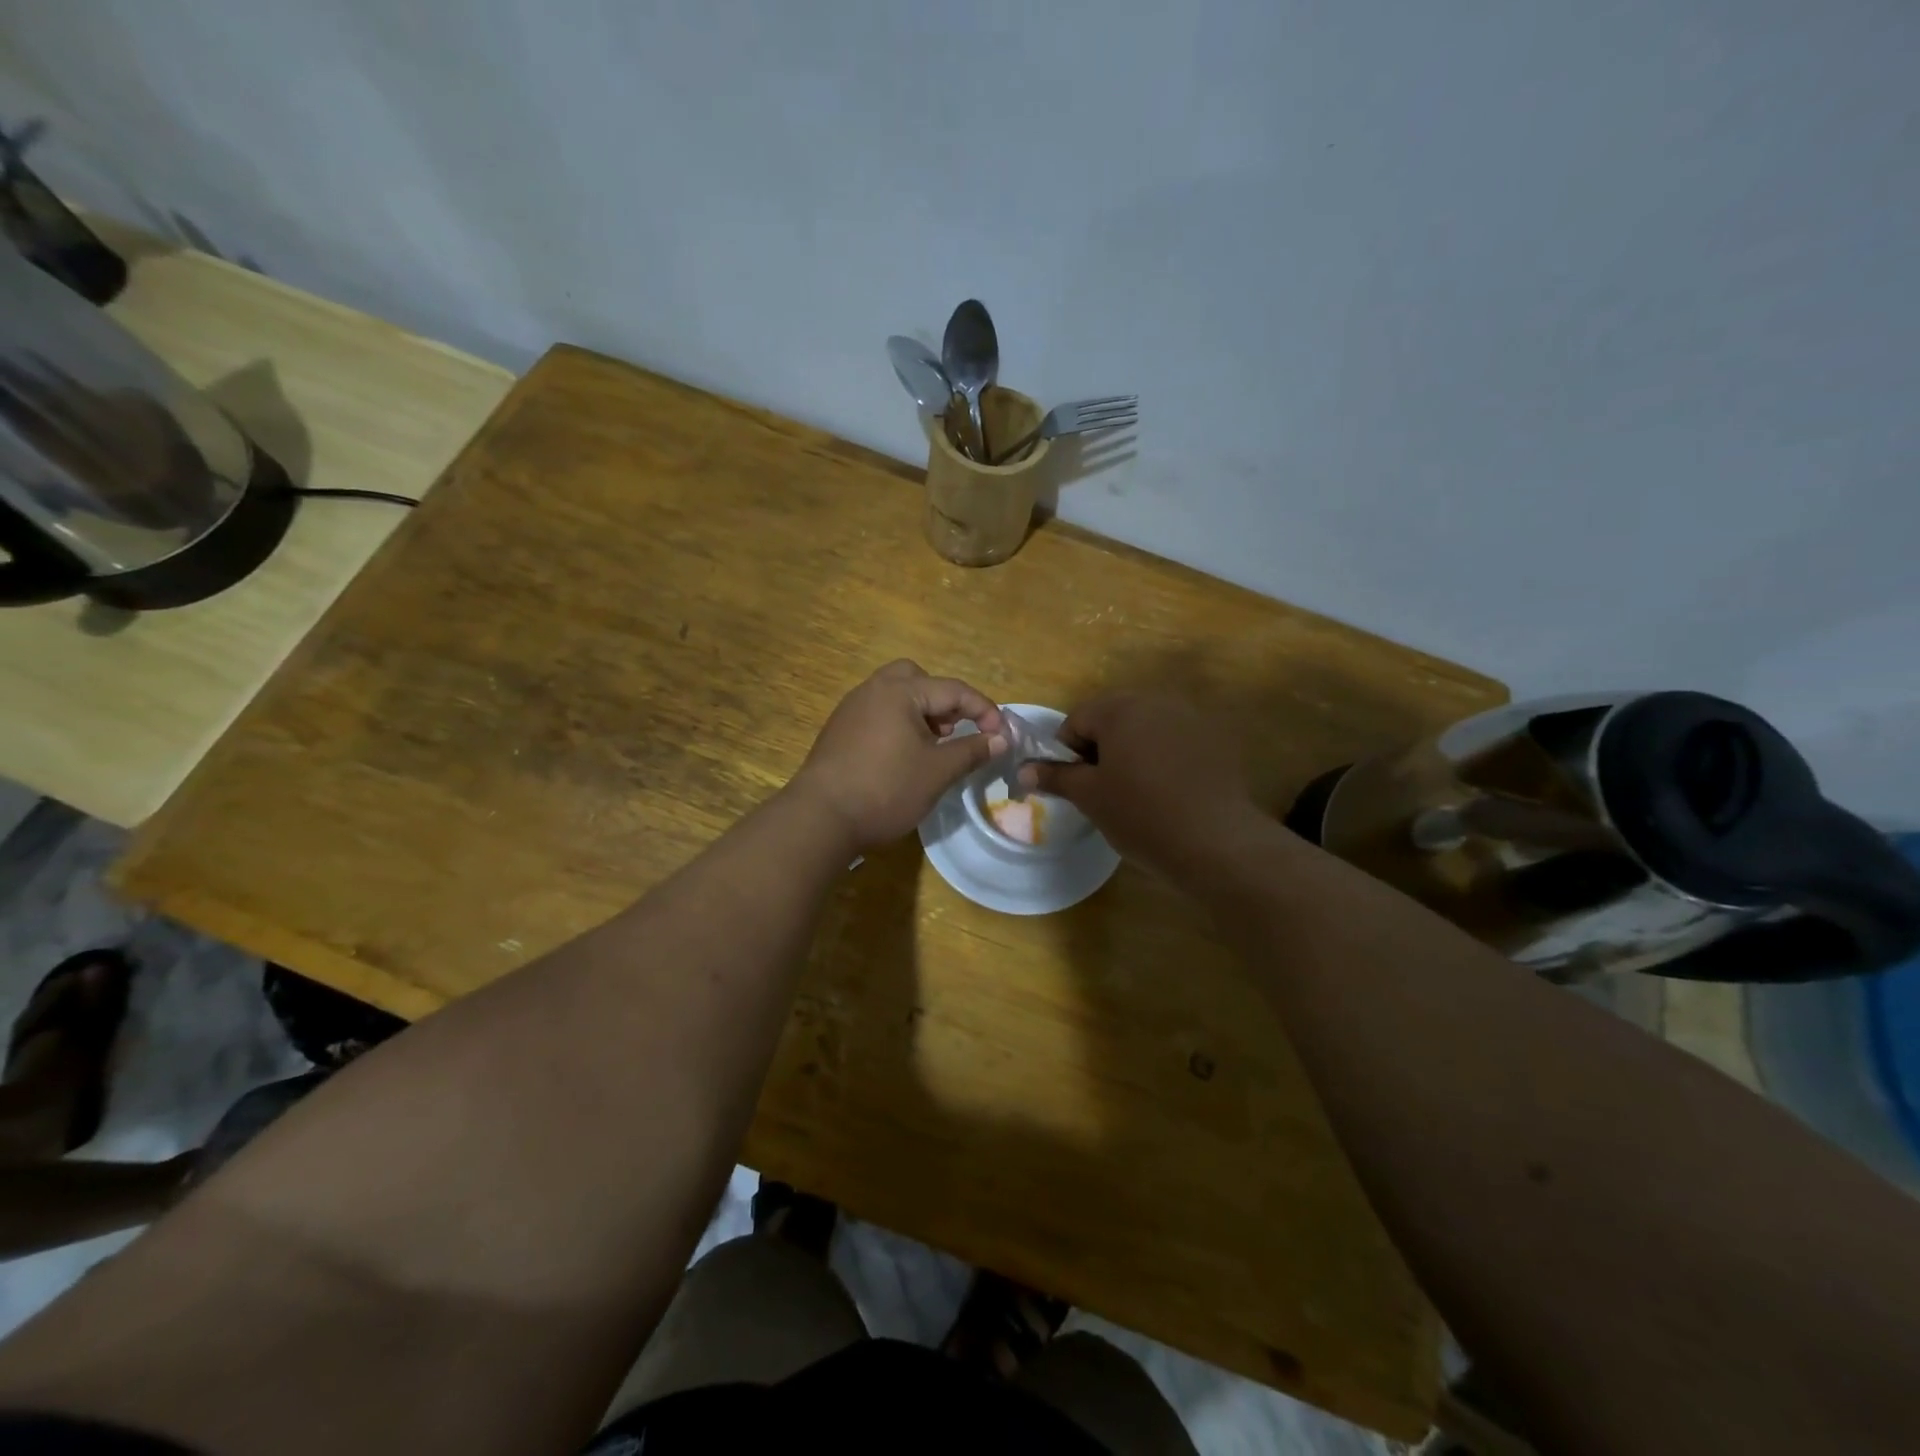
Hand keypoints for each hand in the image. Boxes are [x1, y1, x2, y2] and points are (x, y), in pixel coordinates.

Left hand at [790, 661, 1007, 851]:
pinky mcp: (838, 730)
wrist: (821, 817)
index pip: (954, 689)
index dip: (984, 710)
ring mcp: (851, 708)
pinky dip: (898, 724)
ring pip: (895, 695)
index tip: (1001, 735)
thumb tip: (1001, 738)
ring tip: (930, 748)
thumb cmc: (886, 789)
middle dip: (943, 701)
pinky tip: (901, 758)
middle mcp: (873, 689)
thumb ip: (972, 750)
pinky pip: (877, 713)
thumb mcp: (938, 772)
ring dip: (920, 713)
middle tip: (952, 731)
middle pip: (917, 679)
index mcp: (900, 691)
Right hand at [1024, 692, 1262, 880]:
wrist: (1216, 842)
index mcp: (1121, 708)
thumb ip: (1055, 777)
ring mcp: (1190, 718)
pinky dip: (1161, 758)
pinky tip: (1167, 792)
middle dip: (1099, 748)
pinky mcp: (1215, 740)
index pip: (1076, 719)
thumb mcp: (1089, 797)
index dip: (1065, 752)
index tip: (1073, 784)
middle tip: (1101, 789)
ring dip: (1130, 751)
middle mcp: (1156, 702)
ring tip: (1134, 792)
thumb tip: (1022, 771)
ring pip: (1144, 729)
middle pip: (1112, 718)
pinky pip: (1173, 741)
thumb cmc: (1141, 814)